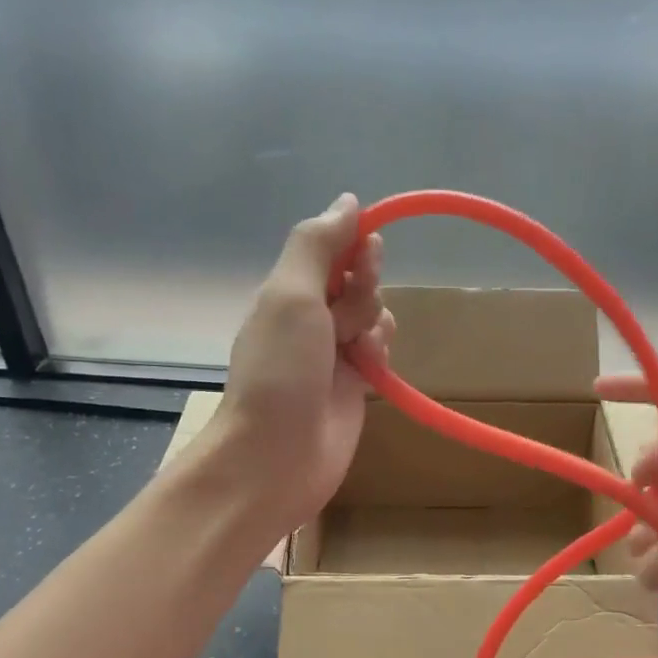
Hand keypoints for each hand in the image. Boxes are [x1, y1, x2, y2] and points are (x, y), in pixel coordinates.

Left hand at [211, 194, 392, 533]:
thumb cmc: (280, 371)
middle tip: (347, 320)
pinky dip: (379, 351)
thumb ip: (317, 245)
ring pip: (373, 314)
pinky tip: (371, 368)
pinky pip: (379, 349)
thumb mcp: (291, 295)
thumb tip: (348, 201)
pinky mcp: (355, 384)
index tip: (366, 253)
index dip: (355, 245)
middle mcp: (310, 316)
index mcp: (288, 290)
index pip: (332, 248)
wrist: (277, 456)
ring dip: (373, 324)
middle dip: (363, 291)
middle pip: (357, 280)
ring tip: (357, 352)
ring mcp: (333, 352)